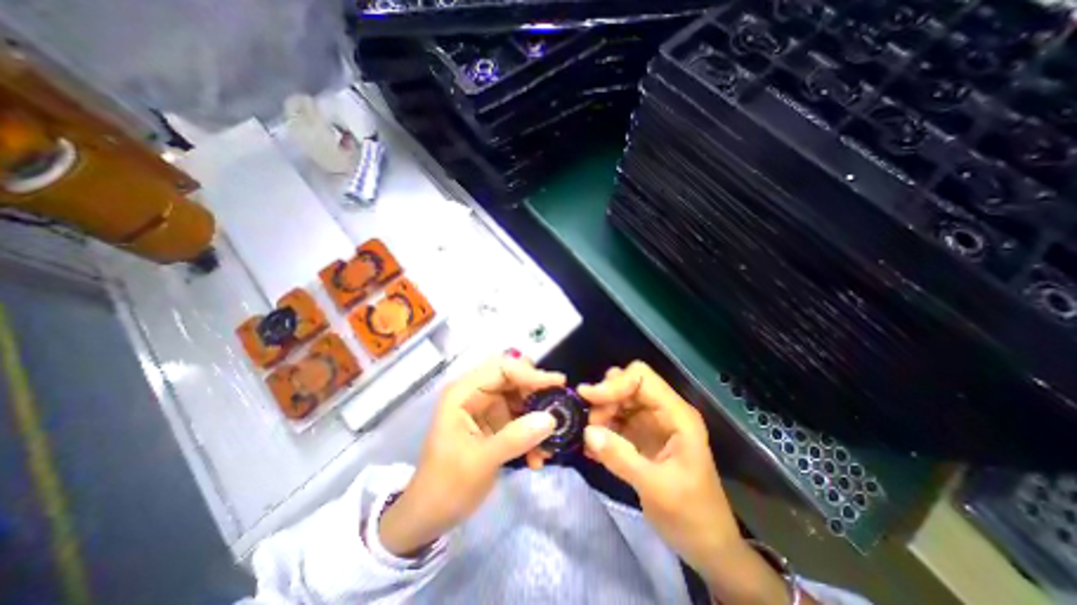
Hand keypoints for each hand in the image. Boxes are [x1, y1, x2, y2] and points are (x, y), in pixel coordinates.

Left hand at [380, 354, 563, 556]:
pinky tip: (538, 458)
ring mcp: (487, 408)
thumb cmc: (445, 486)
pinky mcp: (496, 424)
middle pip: (514, 379)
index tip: (557, 385)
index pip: (501, 368)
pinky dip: (533, 434)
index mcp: (463, 393)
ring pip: (521, 399)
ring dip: (538, 419)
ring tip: (549, 445)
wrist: (429, 516)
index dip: (529, 373)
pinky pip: (521, 419)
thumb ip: (515, 438)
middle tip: (558, 409)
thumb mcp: (480, 462)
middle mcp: (476, 394)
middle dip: (537, 395)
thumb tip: (551, 418)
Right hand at [586, 361, 788, 601]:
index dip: (614, 383)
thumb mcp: (657, 489)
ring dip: (600, 413)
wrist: (707, 546)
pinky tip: (591, 446)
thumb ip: (621, 458)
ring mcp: (651, 423)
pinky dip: (601, 428)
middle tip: (588, 422)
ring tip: (589, 437)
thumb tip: (587, 432)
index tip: (588, 398)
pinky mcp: (640, 436)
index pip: (641, 378)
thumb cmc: (692, 516)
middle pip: (627, 384)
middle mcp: (663, 411)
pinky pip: (616, 420)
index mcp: (676, 415)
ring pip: (619, 400)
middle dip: (605, 398)